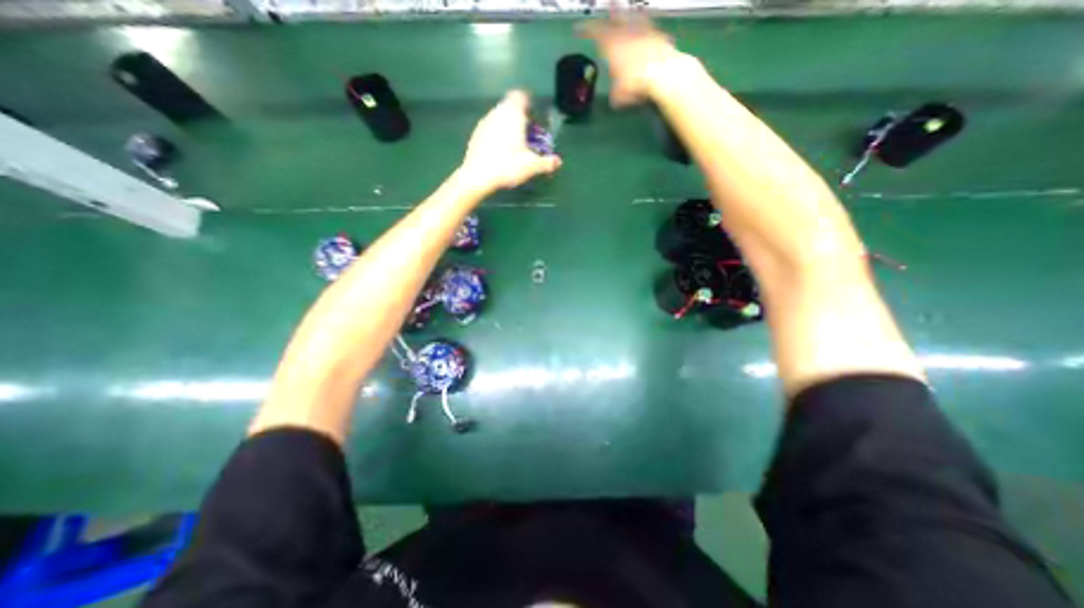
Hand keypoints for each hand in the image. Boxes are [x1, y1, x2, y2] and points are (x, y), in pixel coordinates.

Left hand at [456, 89, 563, 191]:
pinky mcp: (475, 134)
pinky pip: (490, 129)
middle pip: (510, 107)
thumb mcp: (531, 166)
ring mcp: (484, 122)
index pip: (521, 96)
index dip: (528, 104)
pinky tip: (499, 153)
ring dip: (507, 127)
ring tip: (514, 146)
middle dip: (519, 118)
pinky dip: (496, 135)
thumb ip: (546, 163)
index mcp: (513, 114)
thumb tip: (558, 162)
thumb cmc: (507, 165)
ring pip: (499, 118)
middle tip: (527, 136)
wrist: (477, 176)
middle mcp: (497, 112)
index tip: (533, 117)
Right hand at [579, 5, 678, 106]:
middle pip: (616, 17)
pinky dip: (647, 26)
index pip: (594, 33)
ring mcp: (642, 30)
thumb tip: (615, 101)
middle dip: (610, 11)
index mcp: (611, 45)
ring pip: (633, 17)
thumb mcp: (620, 94)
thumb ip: (616, 94)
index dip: (585, 30)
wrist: (661, 72)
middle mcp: (625, 32)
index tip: (577, 29)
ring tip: (628, 11)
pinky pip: (650, 26)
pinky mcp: (657, 34)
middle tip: (608, 4)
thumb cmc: (634, 82)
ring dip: (629, 14)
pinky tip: (648, 27)